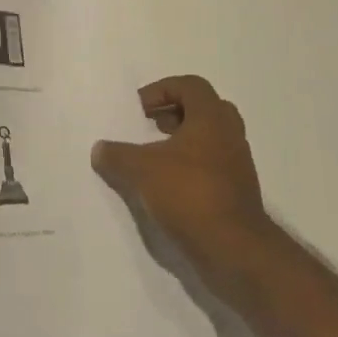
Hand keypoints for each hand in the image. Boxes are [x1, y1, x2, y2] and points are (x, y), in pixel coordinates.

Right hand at [91, 74, 270, 261]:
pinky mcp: (237, 194)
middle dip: (175, 113)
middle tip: (152, 125)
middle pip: (205, 109)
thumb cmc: (189, 194)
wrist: (235, 250)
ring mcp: (237, 166)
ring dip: (183, 142)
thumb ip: (116, 155)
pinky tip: (167, 186)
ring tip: (154, 157)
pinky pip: (212, 167)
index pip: (191, 86)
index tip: (140, 108)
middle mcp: (230, 136)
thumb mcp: (141, 170)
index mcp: (211, 119)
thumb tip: (99, 150)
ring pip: (210, 140)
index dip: (162, 90)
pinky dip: (190, 167)